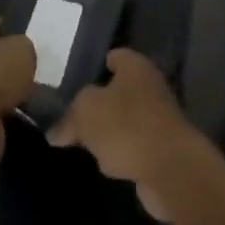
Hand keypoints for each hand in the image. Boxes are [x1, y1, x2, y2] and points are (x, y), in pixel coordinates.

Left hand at [0, 20, 35, 162]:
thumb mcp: (23, 49)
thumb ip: (27, 48)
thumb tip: (28, 56)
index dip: (15, 25)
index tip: (36, 32)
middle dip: (17, 63)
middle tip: (44, 66)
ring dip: (16, 92)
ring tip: (43, 94)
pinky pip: (0, 115)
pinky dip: (15, 116)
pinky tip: (33, 116)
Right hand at [48, 49, 206, 220]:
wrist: (169, 168)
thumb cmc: (127, 127)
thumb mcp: (87, 113)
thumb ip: (69, 117)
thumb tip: (55, 131)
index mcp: (135, 65)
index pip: (113, 56)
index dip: (94, 65)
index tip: (73, 81)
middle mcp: (150, 84)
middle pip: (119, 88)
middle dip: (99, 102)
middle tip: (72, 114)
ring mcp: (158, 116)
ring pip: (126, 118)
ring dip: (110, 130)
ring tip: (83, 141)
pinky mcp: (161, 146)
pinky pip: (134, 143)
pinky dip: (121, 151)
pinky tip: (105, 163)